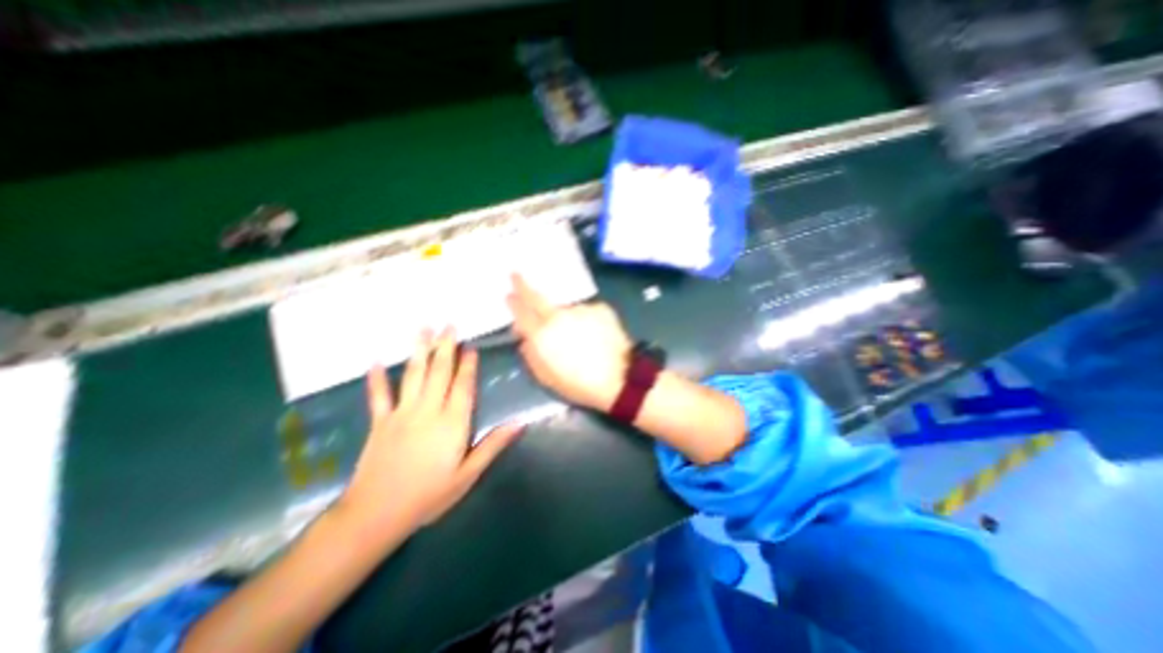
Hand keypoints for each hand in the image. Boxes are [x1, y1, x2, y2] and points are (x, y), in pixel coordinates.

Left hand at [342, 330, 522, 537]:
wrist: (376, 515)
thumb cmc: (429, 495)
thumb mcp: (468, 474)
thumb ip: (493, 445)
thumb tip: (520, 422)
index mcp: (452, 423)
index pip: (463, 386)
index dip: (468, 364)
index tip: (470, 346)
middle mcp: (428, 411)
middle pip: (439, 372)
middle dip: (446, 347)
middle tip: (449, 324)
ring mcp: (401, 414)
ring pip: (413, 375)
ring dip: (419, 351)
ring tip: (423, 329)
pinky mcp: (380, 422)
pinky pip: (378, 396)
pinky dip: (377, 379)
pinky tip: (375, 361)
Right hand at [511, 272, 635, 406]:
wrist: (620, 377)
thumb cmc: (579, 384)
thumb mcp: (547, 377)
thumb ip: (531, 354)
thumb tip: (525, 338)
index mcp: (542, 335)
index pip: (521, 312)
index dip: (513, 302)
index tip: (509, 294)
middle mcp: (558, 316)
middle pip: (536, 297)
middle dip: (523, 285)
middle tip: (516, 275)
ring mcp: (580, 309)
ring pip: (565, 309)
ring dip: (565, 318)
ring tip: (579, 338)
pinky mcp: (599, 307)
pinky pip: (586, 312)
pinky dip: (586, 320)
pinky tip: (595, 335)